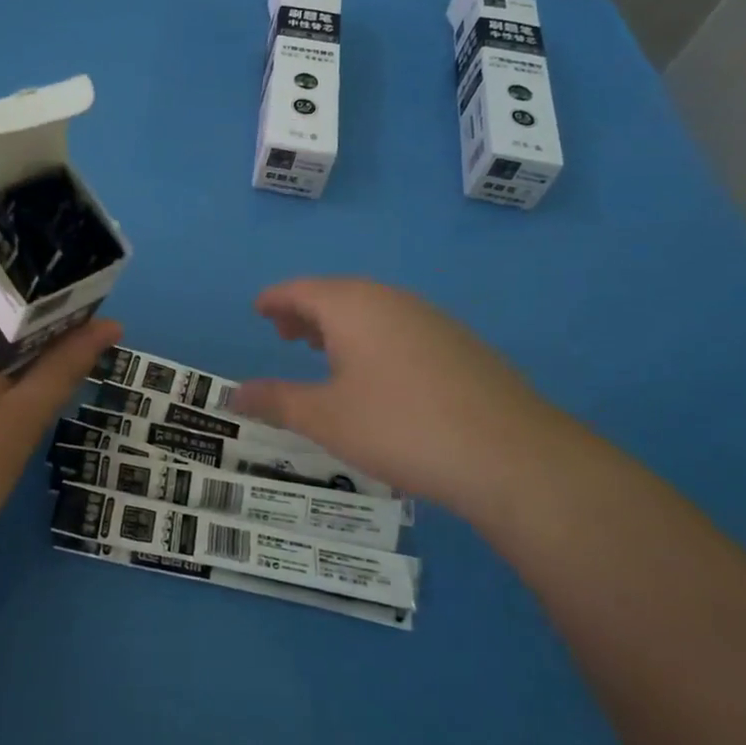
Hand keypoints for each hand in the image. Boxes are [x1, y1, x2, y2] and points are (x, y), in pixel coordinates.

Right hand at [231, 278, 574, 510]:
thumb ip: (277, 401)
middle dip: (306, 311)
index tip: (258, 309)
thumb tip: (235, 394)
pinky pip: (399, 327)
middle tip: (283, 334)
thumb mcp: (326, 418)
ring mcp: (431, 319)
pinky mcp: (459, 343)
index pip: (301, 289)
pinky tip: (376, 373)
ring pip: (372, 310)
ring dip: (340, 325)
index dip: (275, 299)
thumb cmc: (400, 427)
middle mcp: (391, 300)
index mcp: (353, 306)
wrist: (510, 455)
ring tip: (323, 352)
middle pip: (337, 294)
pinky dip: (373, 338)